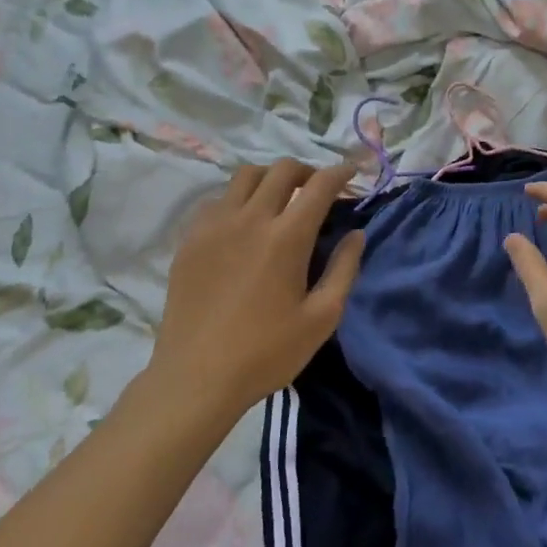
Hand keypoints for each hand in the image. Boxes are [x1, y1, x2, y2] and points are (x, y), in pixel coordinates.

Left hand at [151, 161, 362, 416]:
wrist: (196, 378)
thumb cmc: (266, 353)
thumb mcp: (321, 318)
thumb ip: (344, 269)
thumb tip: (356, 234)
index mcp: (287, 237)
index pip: (319, 185)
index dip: (340, 172)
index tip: (350, 173)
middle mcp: (250, 219)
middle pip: (282, 169)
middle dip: (307, 171)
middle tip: (317, 189)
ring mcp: (214, 225)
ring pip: (246, 175)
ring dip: (270, 178)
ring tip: (279, 199)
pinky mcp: (190, 239)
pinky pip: (218, 200)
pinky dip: (238, 199)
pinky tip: (243, 223)